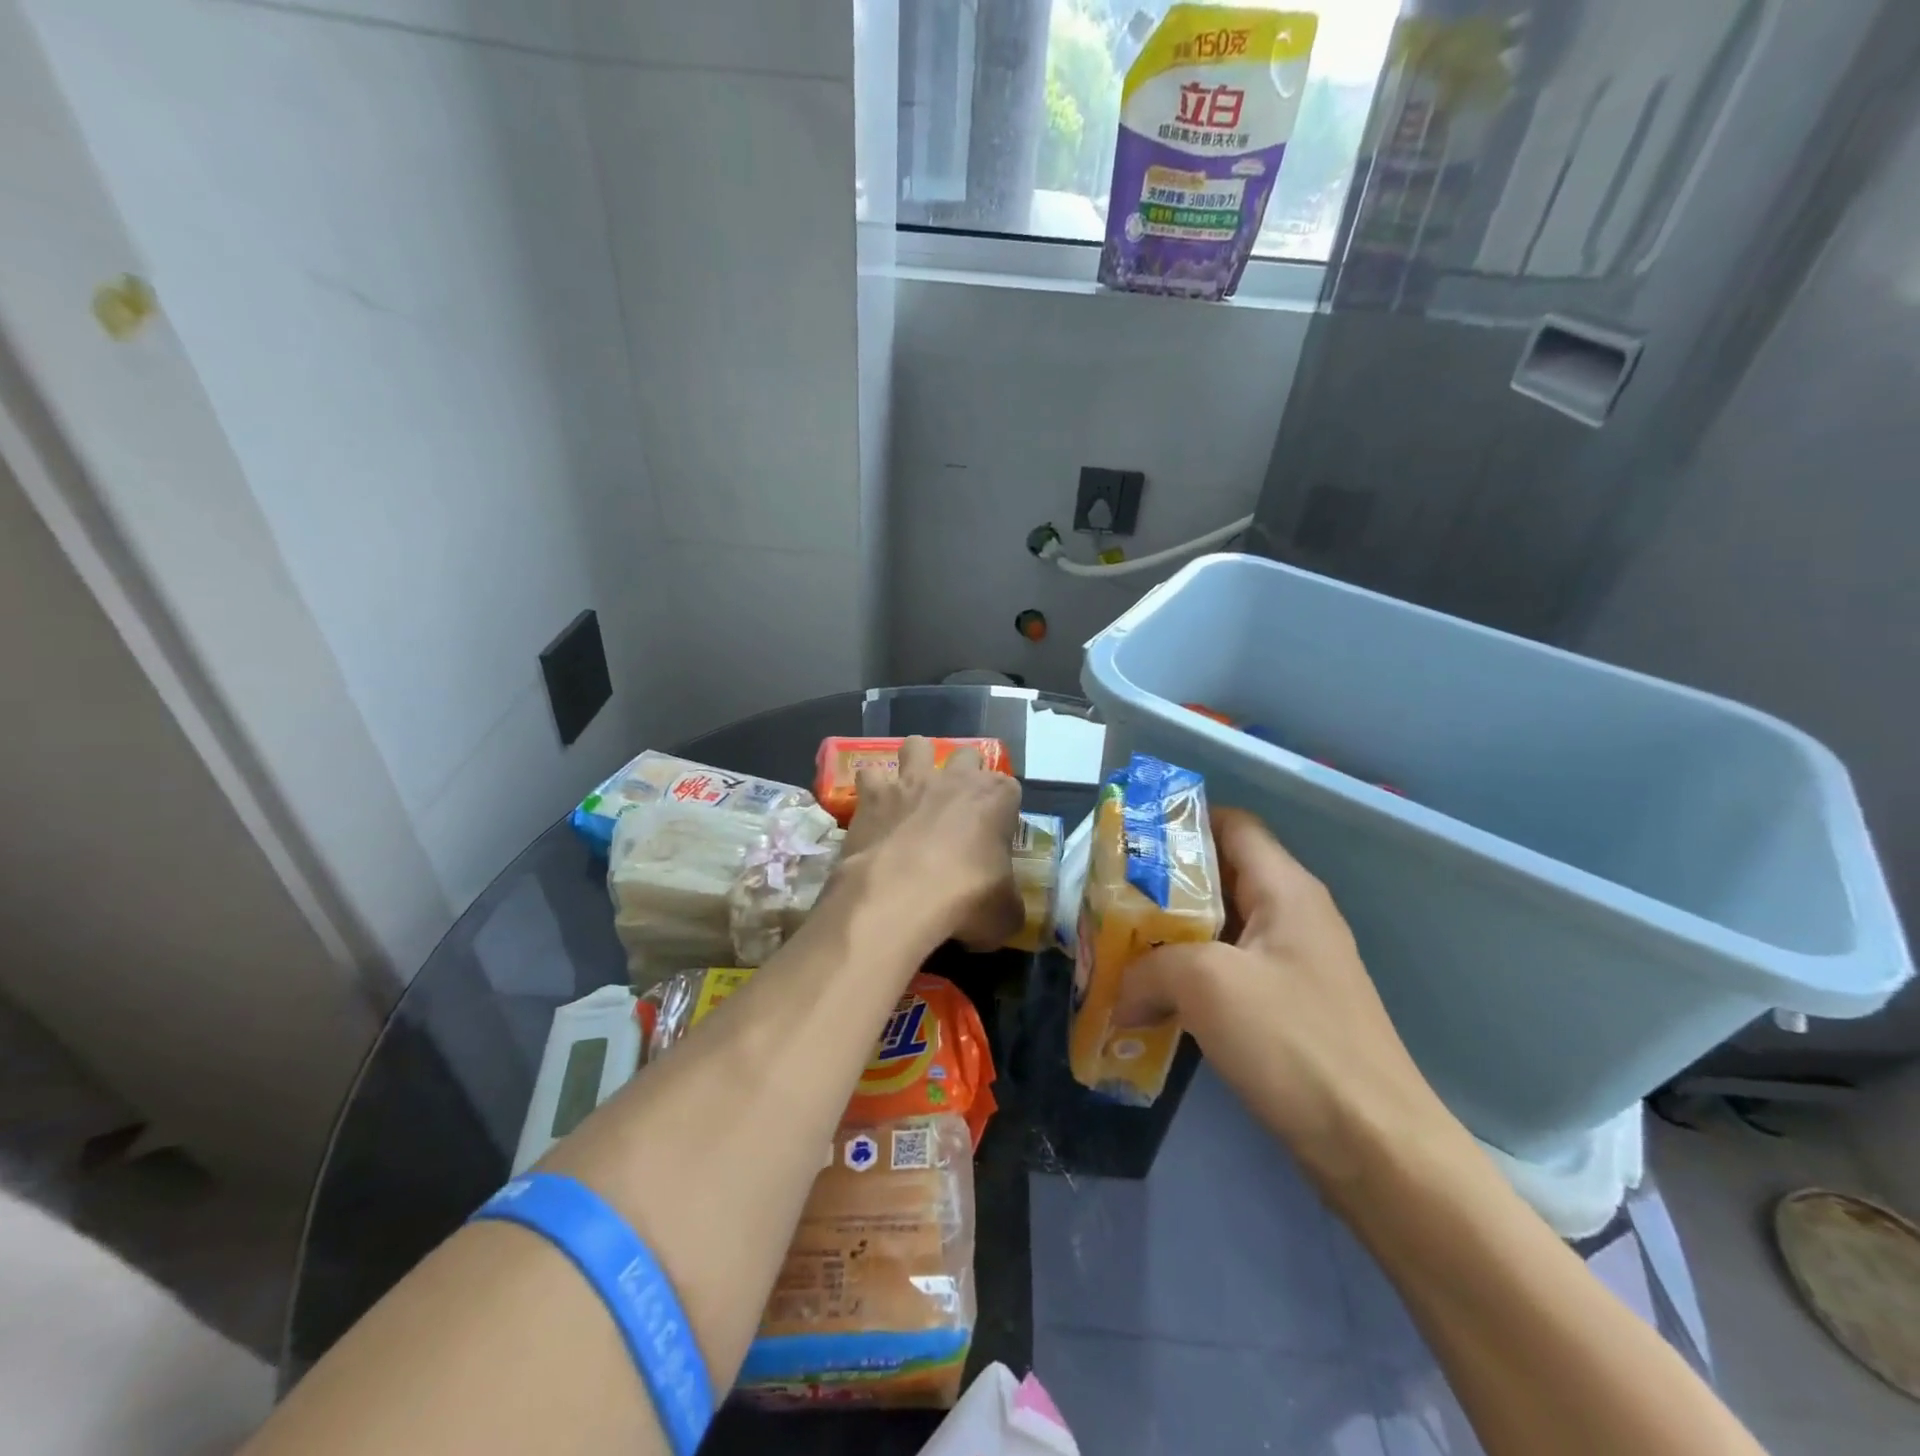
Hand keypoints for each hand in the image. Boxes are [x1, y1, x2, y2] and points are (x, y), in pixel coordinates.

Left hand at [836, 737, 1022, 950]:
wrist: (898, 896)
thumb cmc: (965, 898)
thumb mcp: (1005, 914)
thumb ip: (1008, 903)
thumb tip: (1003, 910)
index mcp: (996, 798)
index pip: (1010, 789)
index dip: (1003, 810)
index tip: (996, 834)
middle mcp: (955, 778)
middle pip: (967, 755)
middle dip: (964, 773)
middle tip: (957, 807)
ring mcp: (911, 781)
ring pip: (917, 745)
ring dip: (916, 762)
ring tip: (912, 792)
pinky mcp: (873, 794)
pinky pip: (868, 776)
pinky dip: (870, 790)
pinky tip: (872, 811)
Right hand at [1117, 808, 1466, 1194]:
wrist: (1375, 1148)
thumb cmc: (1293, 1041)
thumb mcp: (1205, 984)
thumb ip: (1148, 968)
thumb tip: (1119, 993)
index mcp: (1285, 889)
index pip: (1231, 824)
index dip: (1181, 822)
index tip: (1128, 841)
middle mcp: (1292, 916)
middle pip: (1219, 876)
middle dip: (1160, 885)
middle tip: (1109, 899)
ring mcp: (1292, 966)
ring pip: (1218, 930)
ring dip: (1169, 937)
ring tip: (1119, 947)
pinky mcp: (1287, 1011)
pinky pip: (1227, 974)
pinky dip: (1187, 978)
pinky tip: (1151, 998)